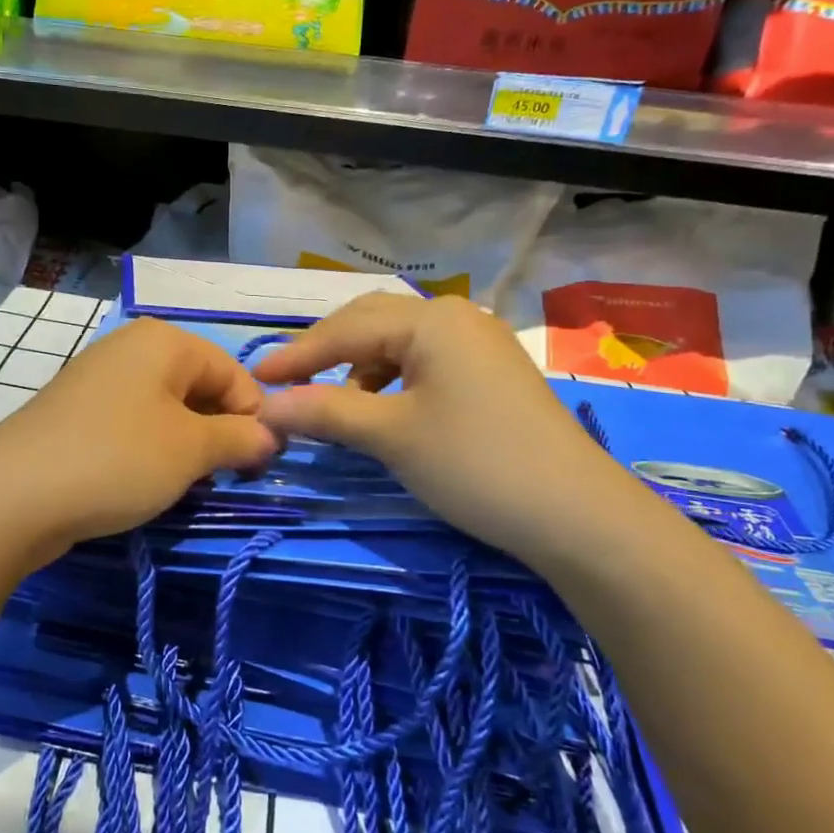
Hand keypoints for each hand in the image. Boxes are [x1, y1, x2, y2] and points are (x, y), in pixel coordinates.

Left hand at [0, 317, 279, 566]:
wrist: (13, 497)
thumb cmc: (118, 459)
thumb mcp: (192, 450)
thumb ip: (241, 438)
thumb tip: (270, 436)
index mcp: (164, 341)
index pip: (233, 372)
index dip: (254, 417)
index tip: (259, 465)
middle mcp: (130, 348)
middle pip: (198, 387)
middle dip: (218, 432)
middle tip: (222, 478)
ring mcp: (97, 379)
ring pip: (165, 409)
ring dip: (185, 446)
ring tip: (185, 484)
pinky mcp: (76, 413)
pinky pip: (131, 424)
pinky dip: (149, 451)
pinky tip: (144, 483)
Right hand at [252, 293, 631, 564]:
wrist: (577, 516)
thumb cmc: (475, 464)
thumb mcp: (390, 435)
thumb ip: (324, 412)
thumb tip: (265, 408)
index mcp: (430, 319)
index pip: (345, 329)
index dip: (297, 355)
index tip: (255, 380)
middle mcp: (455, 317)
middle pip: (371, 322)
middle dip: (325, 352)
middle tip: (286, 383)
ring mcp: (478, 343)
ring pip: (398, 343)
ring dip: (358, 367)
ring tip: (333, 404)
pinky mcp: (490, 373)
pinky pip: (424, 362)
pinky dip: (391, 381)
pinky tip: (382, 410)